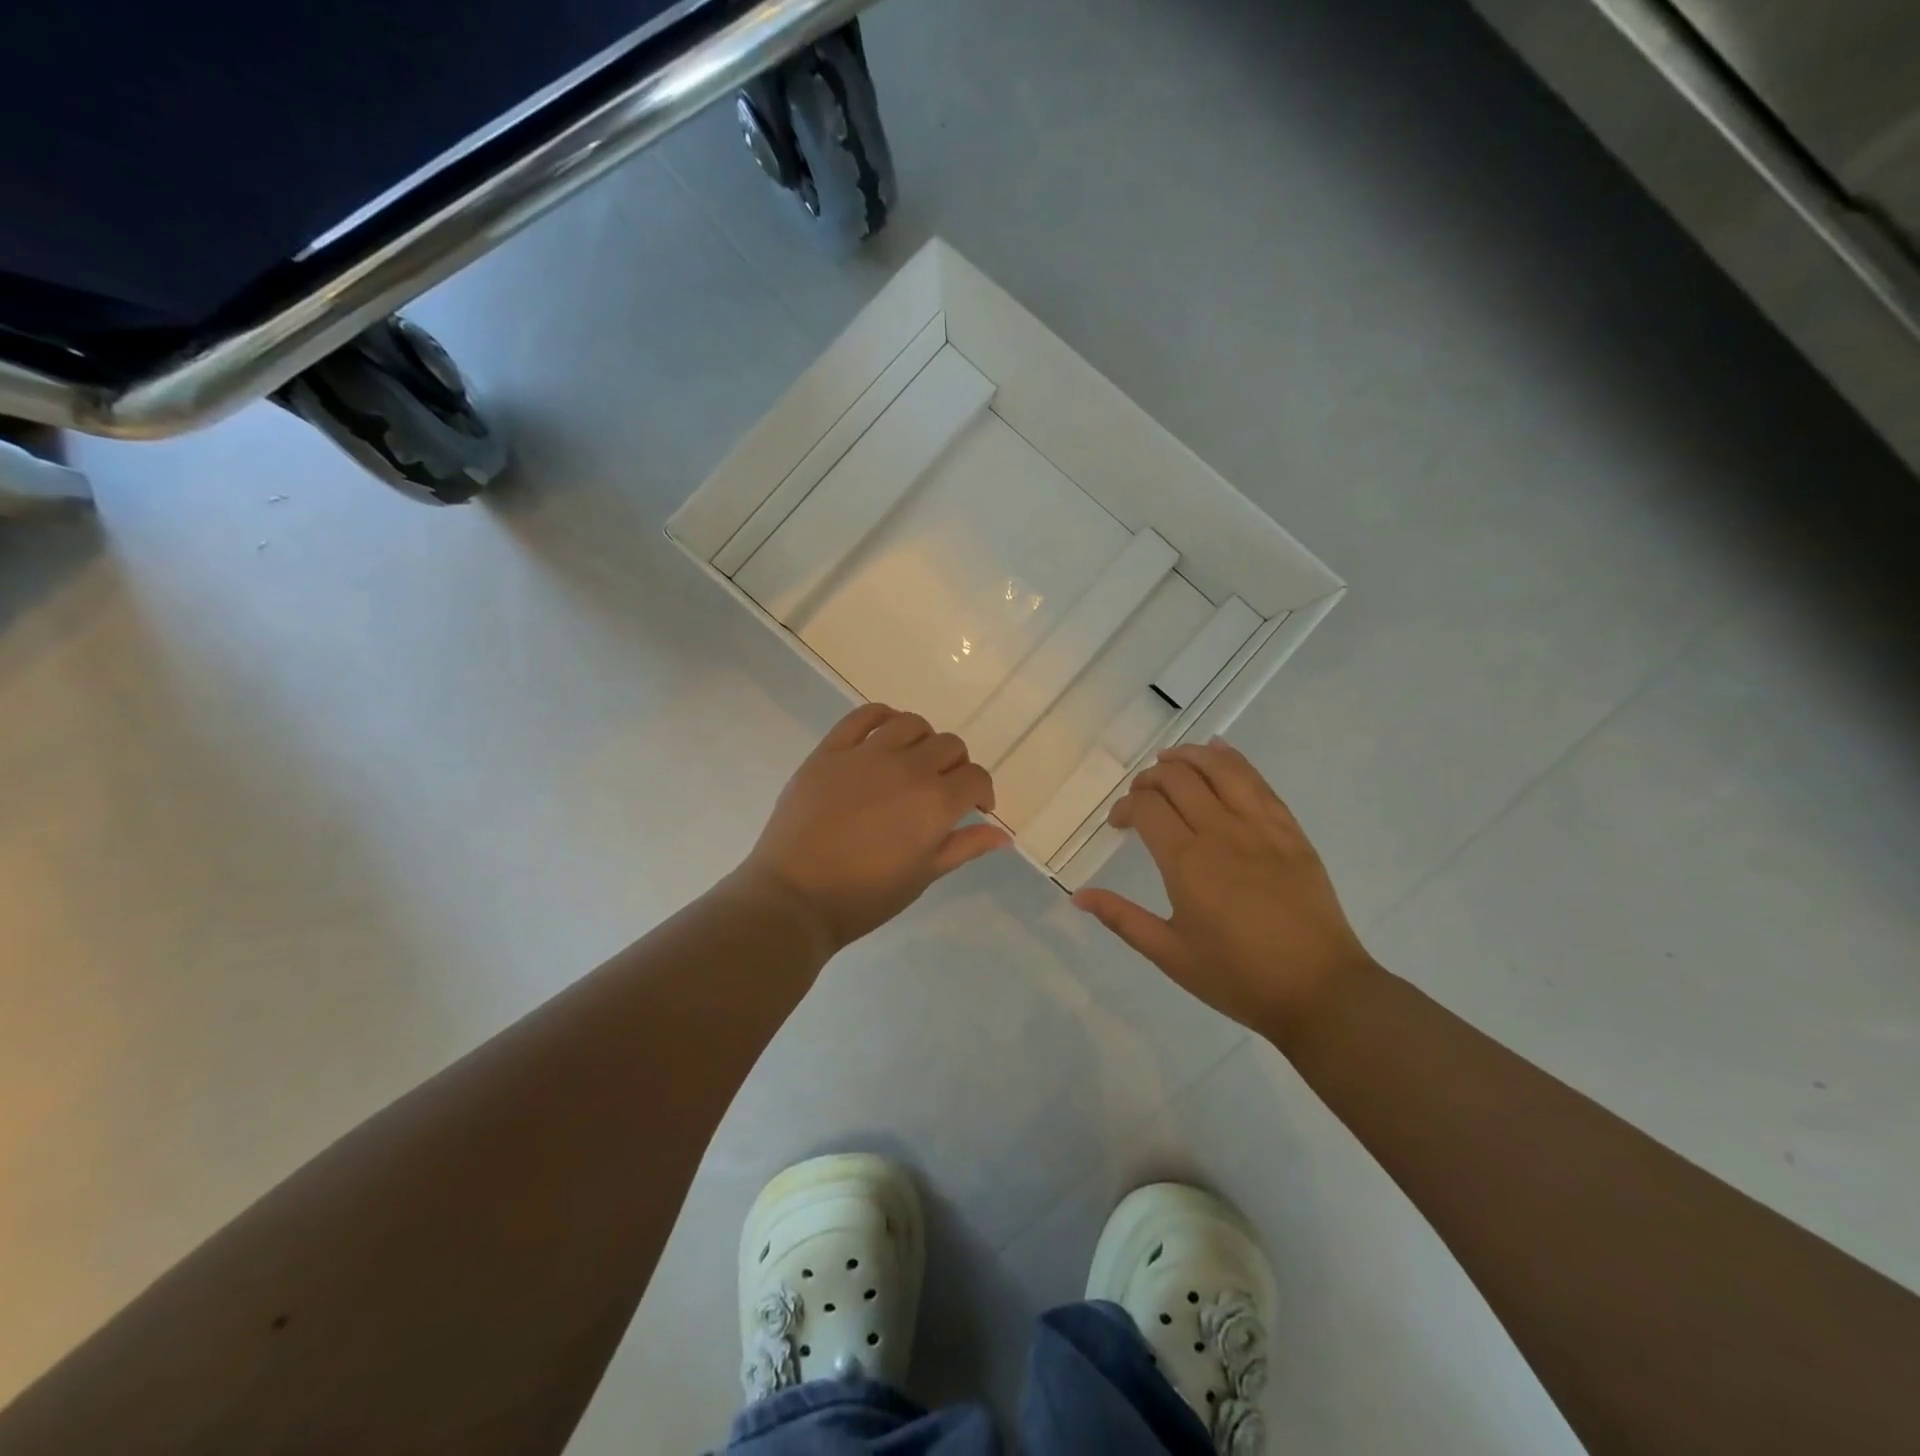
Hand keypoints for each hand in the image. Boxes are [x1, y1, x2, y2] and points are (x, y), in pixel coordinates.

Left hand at [740, 703, 1010, 953]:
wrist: (793, 897)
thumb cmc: (864, 897)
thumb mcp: (922, 876)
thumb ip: (964, 847)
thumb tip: (1003, 835)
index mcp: (935, 802)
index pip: (976, 778)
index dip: (982, 792)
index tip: (974, 808)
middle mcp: (907, 768)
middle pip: (949, 746)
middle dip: (956, 766)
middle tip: (942, 790)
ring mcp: (866, 754)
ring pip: (912, 724)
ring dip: (923, 740)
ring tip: (913, 762)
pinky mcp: (830, 751)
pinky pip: (863, 716)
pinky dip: (882, 717)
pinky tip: (885, 734)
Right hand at [1073, 739, 1373, 1040]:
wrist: (1320, 991)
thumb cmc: (1238, 978)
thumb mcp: (1171, 955)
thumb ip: (1123, 919)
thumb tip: (1078, 895)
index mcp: (1187, 863)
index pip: (1146, 807)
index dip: (1125, 807)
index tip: (1119, 824)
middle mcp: (1221, 832)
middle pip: (1178, 779)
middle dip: (1150, 779)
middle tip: (1142, 797)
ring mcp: (1260, 827)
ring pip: (1219, 768)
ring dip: (1188, 757)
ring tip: (1170, 761)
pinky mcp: (1290, 830)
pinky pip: (1257, 780)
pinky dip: (1232, 759)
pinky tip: (1218, 751)